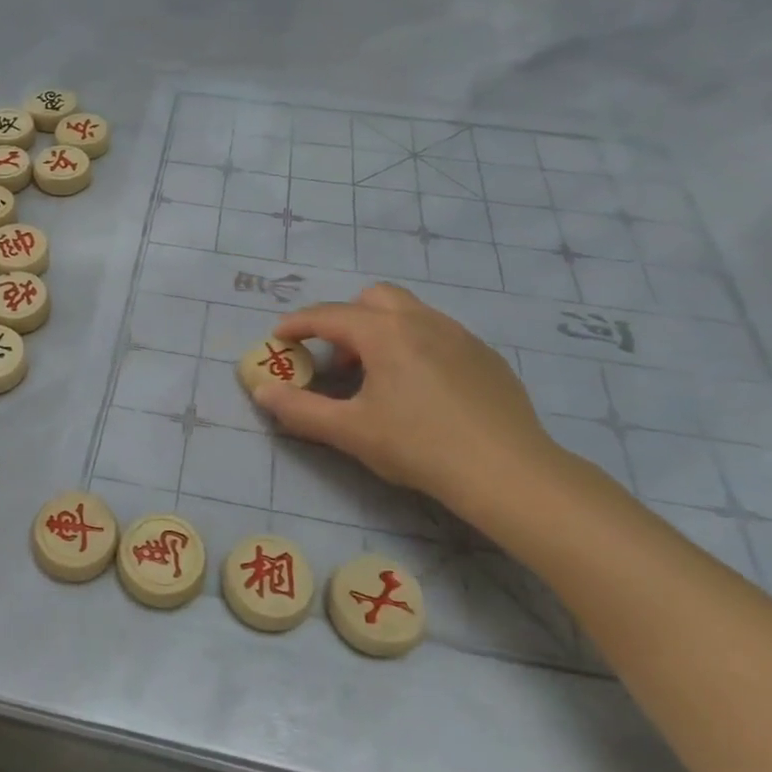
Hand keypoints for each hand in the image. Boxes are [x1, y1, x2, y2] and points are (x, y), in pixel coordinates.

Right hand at [253, 283, 559, 513]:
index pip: (328, 315)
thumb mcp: (350, 431)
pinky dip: (414, 345)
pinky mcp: (485, 356)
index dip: (298, 324)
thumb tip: (263, 392)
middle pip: (373, 299)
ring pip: (409, 312)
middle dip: (345, 318)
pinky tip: (420, 389)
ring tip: (375, 374)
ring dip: (381, 330)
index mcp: (384, 332)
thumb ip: (299, 409)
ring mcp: (459, 335)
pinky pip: (438, 333)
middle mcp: (421, 320)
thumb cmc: (419, 447)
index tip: (279, 337)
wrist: (508, 473)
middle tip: (334, 355)